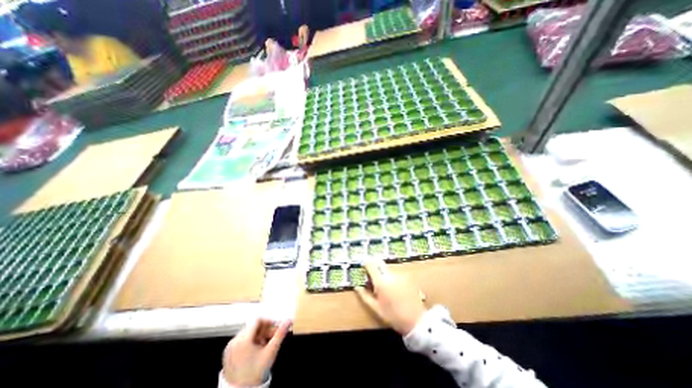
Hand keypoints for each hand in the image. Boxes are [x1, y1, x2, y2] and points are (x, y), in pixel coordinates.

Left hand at [220, 319, 288, 386]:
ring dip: (258, 336)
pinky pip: (241, 340)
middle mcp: (234, 341)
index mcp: (243, 340)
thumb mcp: (270, 352)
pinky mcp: (227, 353)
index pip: (257, 320)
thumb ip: (280, 334)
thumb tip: (288, 321)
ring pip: (248, 333)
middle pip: (253, 326)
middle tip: (271, 338)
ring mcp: (230, 347)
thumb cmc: (255, 372)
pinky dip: (250, 341)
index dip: (268, 322)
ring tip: (264, 346)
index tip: (274, 328)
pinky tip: (255, 351)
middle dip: (264, 330)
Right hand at [356, 258, 428, 335]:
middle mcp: (390, 275)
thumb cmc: (394, 316)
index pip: (371, 264)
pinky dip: (391, 277)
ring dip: (383, 272)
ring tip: (384, 286)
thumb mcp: (376, 309)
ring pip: (387, 268)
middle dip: (374, 266)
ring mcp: (400, 274)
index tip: (363, 266)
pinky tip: (394, 288)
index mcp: (381, 282)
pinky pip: (395, 273)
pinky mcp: (406, 276)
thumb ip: (364, 296)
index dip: (366, 263)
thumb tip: (357, 287)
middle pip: (379, 263)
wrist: (417, 321)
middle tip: (372, 275)